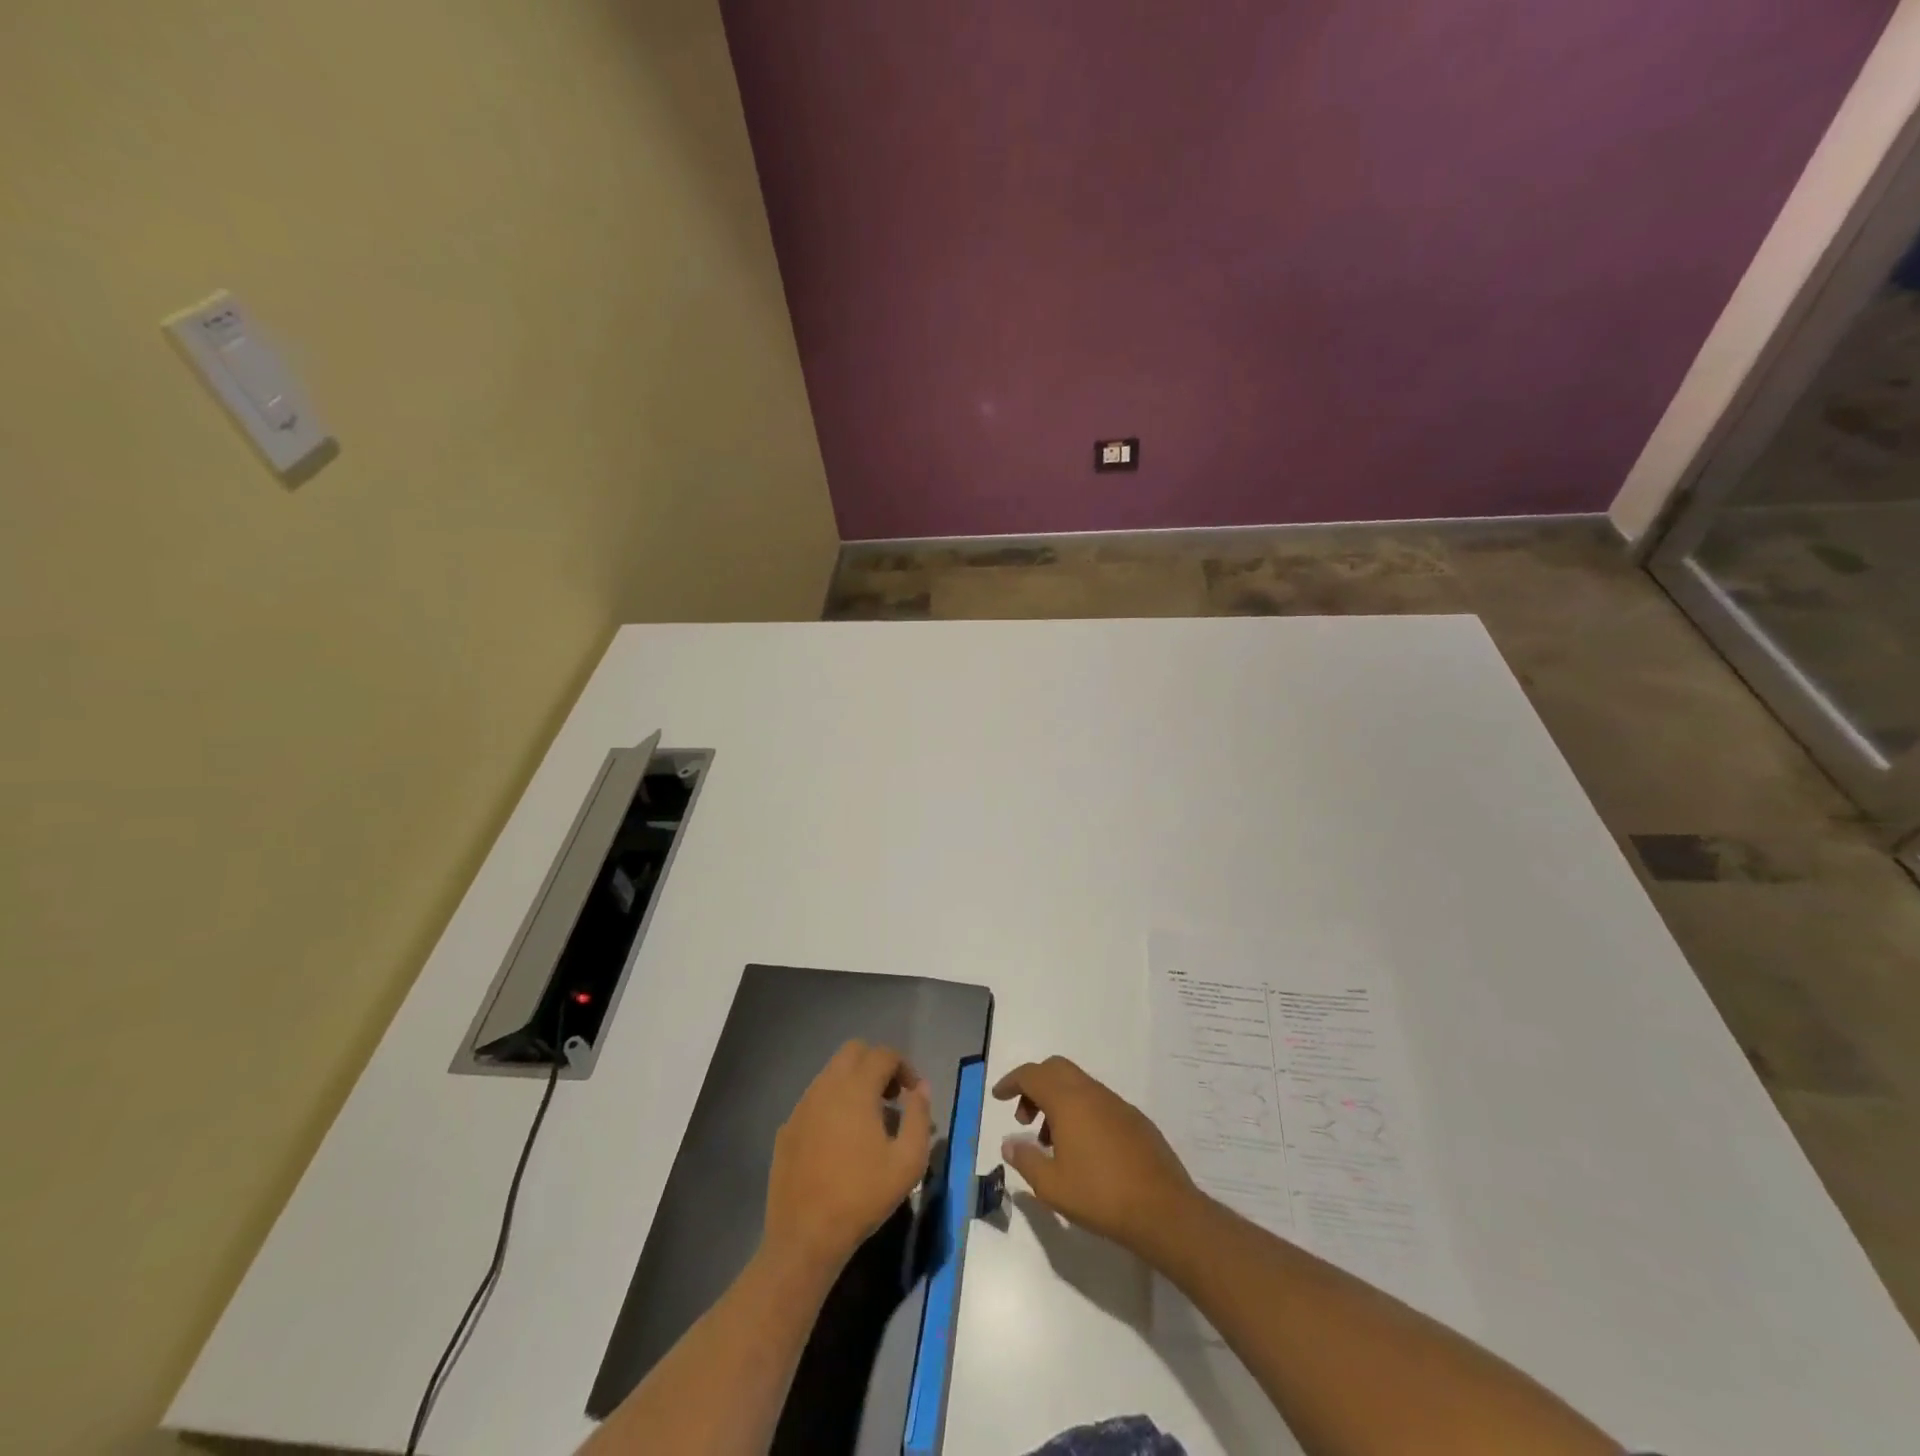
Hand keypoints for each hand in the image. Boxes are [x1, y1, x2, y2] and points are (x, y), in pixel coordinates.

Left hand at [764, 1041, 932, 1273]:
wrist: (804, 1238)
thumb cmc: (862, 1197)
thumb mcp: (908, 1162)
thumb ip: (919, 1116)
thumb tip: (921, 1088)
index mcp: (855, 1089)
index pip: (883, 1054)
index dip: (904, 1066)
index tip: (913, 1093)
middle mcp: (825, 1087)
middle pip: (853, 1052)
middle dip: (876, 1065)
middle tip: (891, 1098)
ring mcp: (802, 1106)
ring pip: (831, 1074)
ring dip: (854, 1084)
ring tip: (868, 1122)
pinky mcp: (786, 1128)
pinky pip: (814, 1100)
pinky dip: (833, 1105)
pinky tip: (840, 1142)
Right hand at [994, 1056, 1197, 1257]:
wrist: (1163, 1209)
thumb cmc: (1100, 1195)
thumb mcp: (1052, 1186)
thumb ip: (1025, 1159)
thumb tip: (1009, 1143)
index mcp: (1068, 1100)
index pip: (1032, 1075)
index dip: (1011, 1081)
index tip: (998, 1096)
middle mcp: (1091, 1092)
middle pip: (1056, 1069)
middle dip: (1035, 1086)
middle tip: (1024, 1119)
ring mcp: (1116, 1103)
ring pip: (1078, 1085)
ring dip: (1057, 1101)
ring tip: (1051, 1143)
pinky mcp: (1134, 1119)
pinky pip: (1098, 1101)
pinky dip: (1080, 1112)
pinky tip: (1083, 1150)